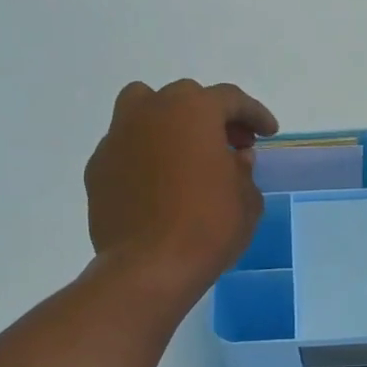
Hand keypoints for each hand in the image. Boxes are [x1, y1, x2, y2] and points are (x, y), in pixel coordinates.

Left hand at [85, 79, 278, 296]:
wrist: (149, 267)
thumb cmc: (208, 228)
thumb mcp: (247, 202)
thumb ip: (244, 171)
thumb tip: (235, 159)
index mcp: (193, 111)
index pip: (230, 99)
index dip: (254, 114)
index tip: (267, 133)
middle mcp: (150, 112)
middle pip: (185, 98)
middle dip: (211, 117)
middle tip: (229, 145)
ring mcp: (117, 137)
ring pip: (143, 110)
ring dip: (168, 124)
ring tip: (185, 154)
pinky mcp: (98, 168)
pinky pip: (127, 148)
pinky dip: (145, 155)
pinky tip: (158, 184)